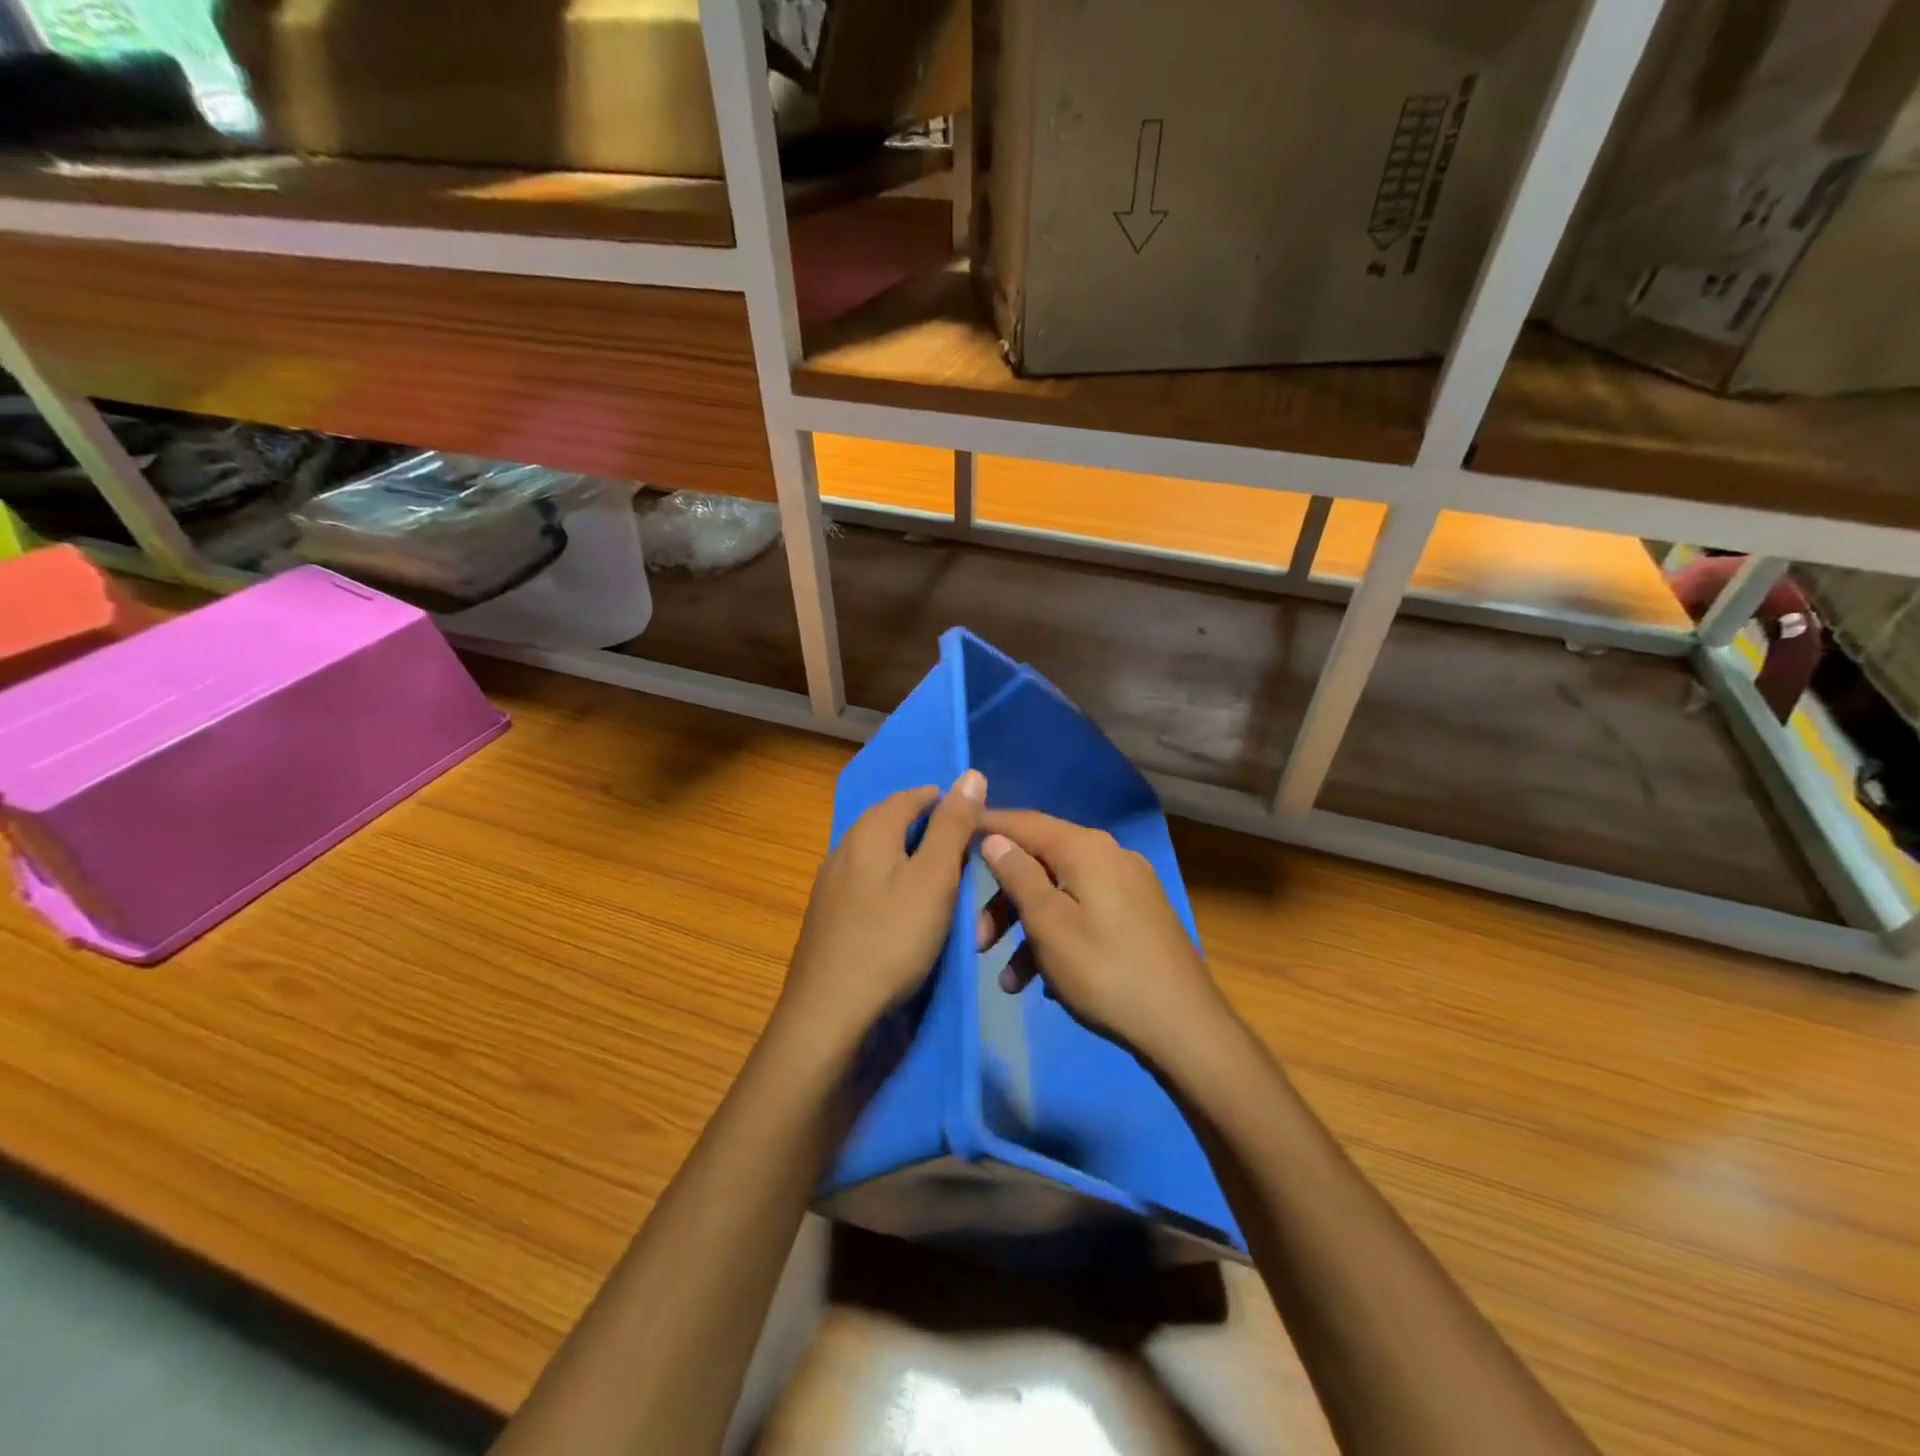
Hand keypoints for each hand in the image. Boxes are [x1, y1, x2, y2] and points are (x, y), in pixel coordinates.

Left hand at [776, 770, 985, 1055]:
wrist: (829, 1014)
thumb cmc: (891, 939)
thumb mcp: (934, 879)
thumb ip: (952, 826)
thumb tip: (970, 774)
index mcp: (869, 832)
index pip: (910, 796)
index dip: (943, 801)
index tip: (972, 820)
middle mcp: (843, 849)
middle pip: (889, 823)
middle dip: (926, 829)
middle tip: (963, 852)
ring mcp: (829, 886)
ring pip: (876, 856)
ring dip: (908, 859)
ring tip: (941, 882)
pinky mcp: (826, 919)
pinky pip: (866, 885)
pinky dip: (892, 886)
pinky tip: (905, 912)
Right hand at [976, 811, 1232, 1066]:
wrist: (1185, 1027)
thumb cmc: (1105, 971)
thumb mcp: (1048, 924)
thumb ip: (1017, 875)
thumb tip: (995, 838)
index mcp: (1086, 849)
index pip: (1025, 822)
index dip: (987, 827)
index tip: (952, 837)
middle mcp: (1109, 856)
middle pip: (1041, 863)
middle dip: (1004, 900)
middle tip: (978, 941)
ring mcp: (1128, 887)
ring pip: (1060, 894)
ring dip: (1027, 931)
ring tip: (1008, 980)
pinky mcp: (1137, 917)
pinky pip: (1084, 914)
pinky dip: (1058, 938)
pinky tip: (1045, 983)